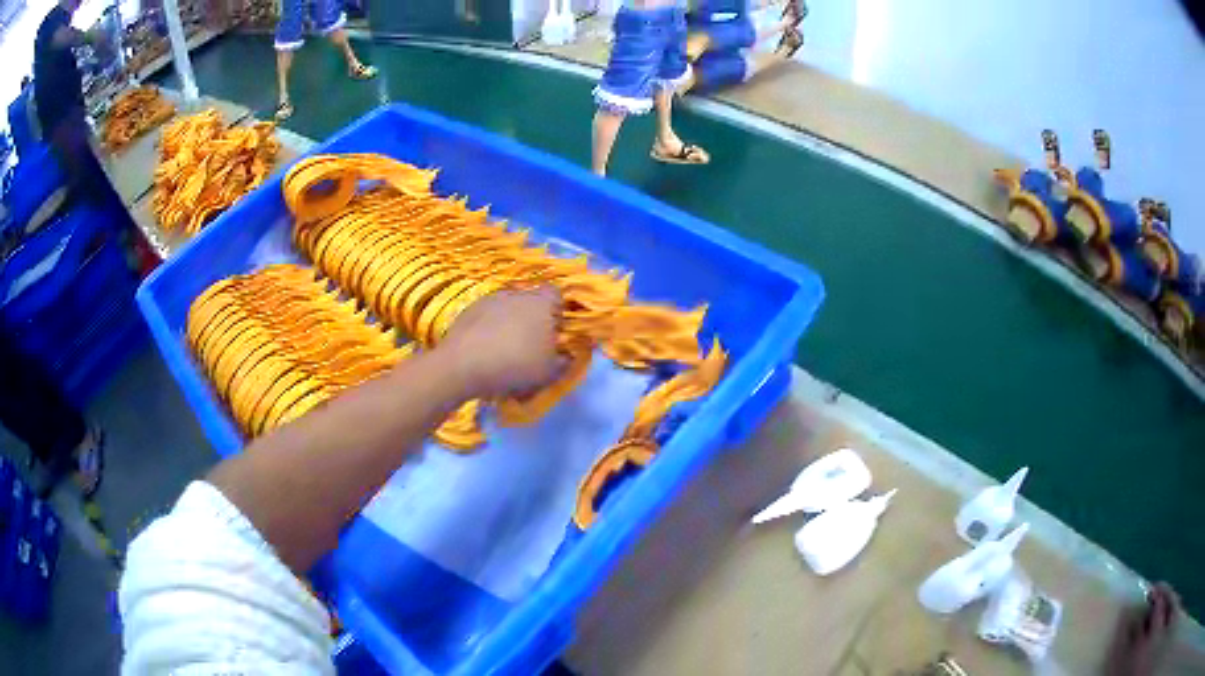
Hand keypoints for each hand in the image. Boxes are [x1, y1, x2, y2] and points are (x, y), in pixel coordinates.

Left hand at [439, 287, 564, 398]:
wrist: (464, 365)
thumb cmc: (516, 364)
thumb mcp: (550, 371)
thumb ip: (565, 360)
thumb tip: (567, 353)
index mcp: (540, 303)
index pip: (556, 294)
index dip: (558, 311)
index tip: (554, 332)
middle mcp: (516, 293)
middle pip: (530, 300)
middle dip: (532, 318)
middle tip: (530, 344)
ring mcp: (490, 299)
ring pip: (507, 307)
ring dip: (509, 323)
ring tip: (504, 349)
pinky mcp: (469, 309)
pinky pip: (486, 316)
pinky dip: (488, 328)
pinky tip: (485, 350)